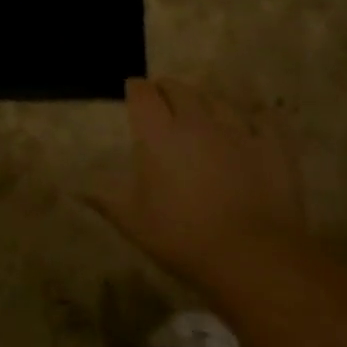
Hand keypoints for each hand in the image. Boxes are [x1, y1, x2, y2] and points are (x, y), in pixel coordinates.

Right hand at [87, 79, 306, 292]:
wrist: (253, 257)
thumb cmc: (183, 237)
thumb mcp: (133, 222)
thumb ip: (104, 197)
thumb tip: (73, 187)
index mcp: (159, 134)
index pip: (143, 93)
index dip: (136, 89)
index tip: (133, 93)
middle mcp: (196, 121)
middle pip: (179, 89)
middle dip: (168, 90)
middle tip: (164, 103)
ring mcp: (238, 130)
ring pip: (218, 99)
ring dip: (206, 102)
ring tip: (203, 112)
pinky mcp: (273, 145)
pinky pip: (264, 119)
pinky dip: (255, 118)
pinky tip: (253, 125)